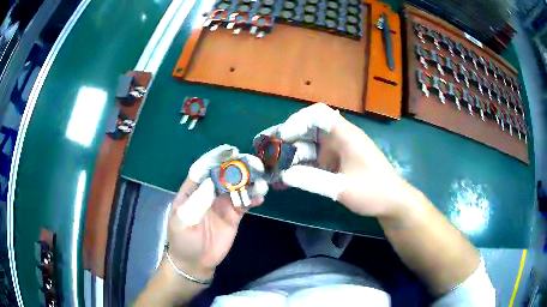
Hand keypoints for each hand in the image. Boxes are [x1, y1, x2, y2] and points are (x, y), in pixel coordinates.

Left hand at [166, 145, 267, 278]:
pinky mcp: (234, 214)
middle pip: (224, 175)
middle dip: (237, 167)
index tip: (230, 150)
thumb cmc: (183, 240)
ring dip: (249, 181)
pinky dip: (253, 197)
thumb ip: (196, 203)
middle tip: (253, 162)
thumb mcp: (183, 221)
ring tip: (261, 180)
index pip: (203, 169)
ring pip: (237, 186)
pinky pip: (245, 202)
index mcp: (192, 190)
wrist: (195, 262)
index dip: (216, 158)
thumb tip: (212, 183)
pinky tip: (260, 196)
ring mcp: (222, 203)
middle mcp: (209, 192)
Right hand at [255, 103, 411, 217]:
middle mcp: (338, 138)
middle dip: (285, 140)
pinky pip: (314, 161)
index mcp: (344, 135)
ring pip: (308, 147)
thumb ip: (312, 180)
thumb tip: (283, 174)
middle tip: (264, 152)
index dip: (297, 121)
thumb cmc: (373, 191)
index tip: (283, 137)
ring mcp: (336, 151)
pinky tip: (285, 181)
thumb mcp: (342, 188)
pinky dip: (300, 169)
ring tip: (270, 169)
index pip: (318, 114)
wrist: (392, 202)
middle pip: (307, 131)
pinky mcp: (335, 163)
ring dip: (290, 158)